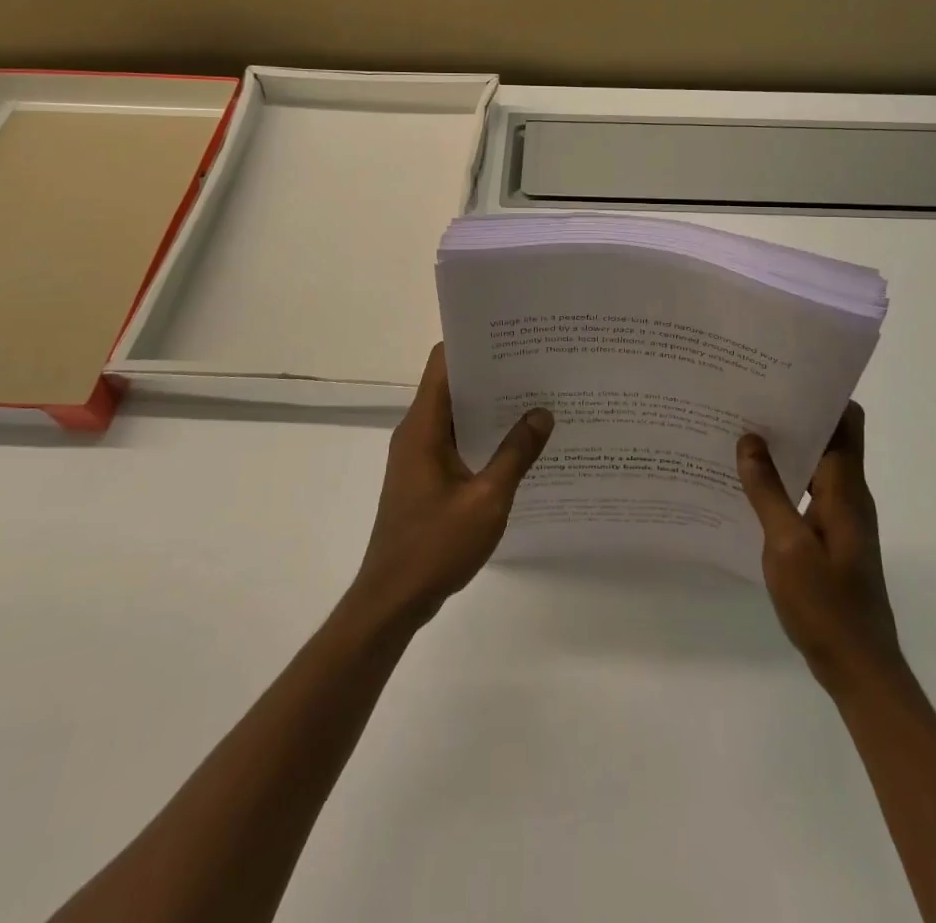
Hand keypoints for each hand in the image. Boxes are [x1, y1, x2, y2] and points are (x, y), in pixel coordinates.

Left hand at [349, 344, 553, 631]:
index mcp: (423, 426)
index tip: (512, 336)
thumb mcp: (487, 500)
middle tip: (537, 365)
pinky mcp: (425, 477)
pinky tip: (517, 444)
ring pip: (456, 414)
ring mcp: (419, 455)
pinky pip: (455, 441)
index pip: (443, 362)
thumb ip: (515, 454)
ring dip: (489, 407)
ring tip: (536, 398)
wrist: (393, 600)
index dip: (474, 343)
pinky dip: (482, 435)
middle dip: (492, 373)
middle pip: (452, 385)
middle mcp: (416, 431)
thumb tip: (542, 412)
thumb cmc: (435, 546)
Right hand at [737, 403, 903, 692]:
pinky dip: (784, 479)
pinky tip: (750, 483)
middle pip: (830, 438)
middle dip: (795, 415)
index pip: (847, 422)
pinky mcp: (831, 538)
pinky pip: (808, 492)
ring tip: (741, 432)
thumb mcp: (787, 546)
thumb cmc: (826, 604)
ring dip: (787, 448)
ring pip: (817, 465)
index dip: (823, 394)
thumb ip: (767, 491)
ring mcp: (841, 518)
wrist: (859, 668)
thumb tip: (749, 439)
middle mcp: (849, 495)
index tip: (784, 376)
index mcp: (846, 489)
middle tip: (749, 399)